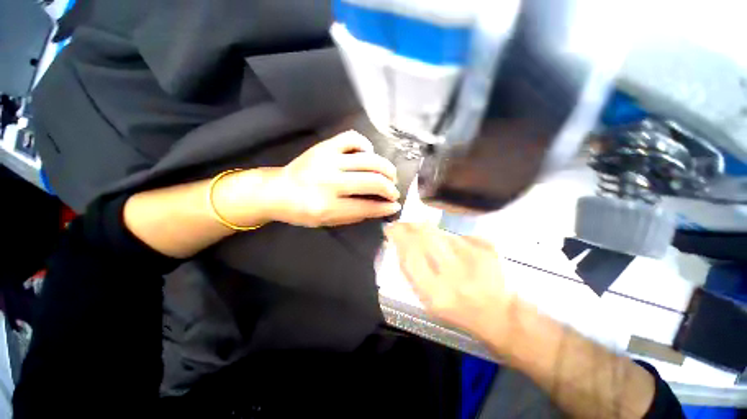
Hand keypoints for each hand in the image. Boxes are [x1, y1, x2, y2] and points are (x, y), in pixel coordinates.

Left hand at [266, 130, 400, 226]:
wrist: (276, 190)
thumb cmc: (302, 211)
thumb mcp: (328, 221)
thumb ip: (356, 214)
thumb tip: (383, 207)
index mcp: (326, 206)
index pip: (366, 206)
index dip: (385, 207)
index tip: (395, 205)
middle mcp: (328, 181)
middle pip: (371, 181)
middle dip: (390, 188)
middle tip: (393, 191)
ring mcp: (326, 160)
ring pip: (368, 160)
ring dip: (385, 168)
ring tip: (389, 175)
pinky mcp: (324, 146)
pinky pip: (352, 138)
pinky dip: (366, 145)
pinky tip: (368, 155)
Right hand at [384, 223, 516, 344]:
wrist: (500, 314)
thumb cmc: (458, 311)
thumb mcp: (428, 301)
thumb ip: (412, 272)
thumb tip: (399, 244)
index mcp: (435, 293)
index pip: (409, 255)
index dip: (398, 237)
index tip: (391, 228)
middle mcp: (454, 274)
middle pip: (424, 237)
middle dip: (410, 226)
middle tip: (404, 225)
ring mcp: (473, 258)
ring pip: (440, 233)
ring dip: (428, 231)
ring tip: (428, 239)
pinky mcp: (487, 247)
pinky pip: (457, 235)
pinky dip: (449, 238)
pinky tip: (454, 250)